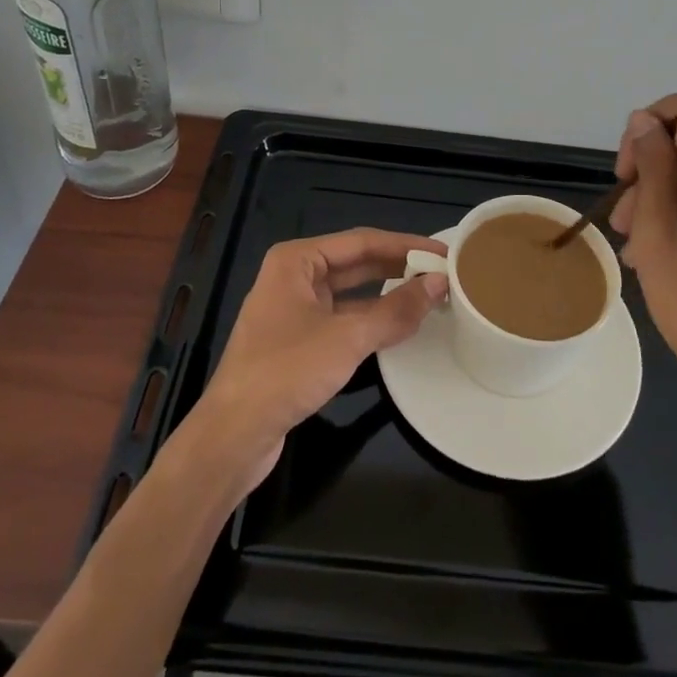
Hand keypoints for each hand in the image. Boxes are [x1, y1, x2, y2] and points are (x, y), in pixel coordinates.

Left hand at [192, 229, 447, 490]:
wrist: (233, 435)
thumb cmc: (285, 372)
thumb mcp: (347, 338)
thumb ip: (396, 310)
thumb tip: (439, 283)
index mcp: (297, 260)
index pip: (362, 241)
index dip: (405, 245)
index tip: (443, 252)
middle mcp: (293, 276)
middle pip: (356, 263)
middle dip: (398, 267)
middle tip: (442, 272)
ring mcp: (294, 310)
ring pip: (350, 293)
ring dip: (387, 295)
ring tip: (429, 295)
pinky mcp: (297, 341)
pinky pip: (342, 319)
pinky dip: (371, 319)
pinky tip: (399, 326)